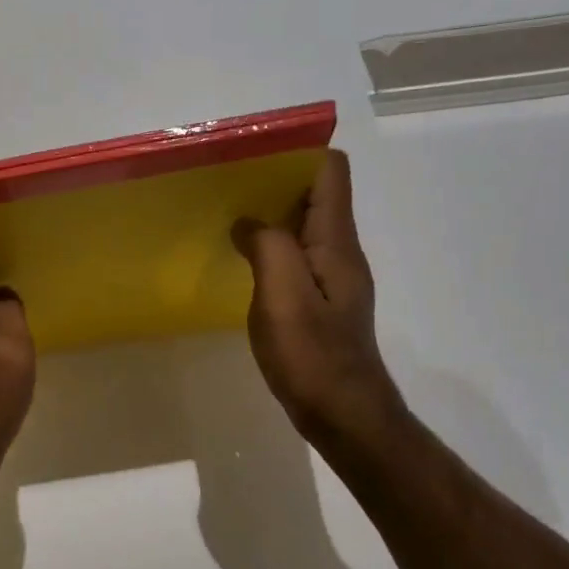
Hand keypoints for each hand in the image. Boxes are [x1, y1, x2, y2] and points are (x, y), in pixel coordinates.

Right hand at [232, 149, 404, 449]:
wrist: (343, 414)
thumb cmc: (313, 356)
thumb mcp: (284, 296)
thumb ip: (268, 247)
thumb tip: (247, 222)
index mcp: (335, 242)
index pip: (330, 172)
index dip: (297, 154)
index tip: (252, 154)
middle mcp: (338, 252)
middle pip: (314, 194)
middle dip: (274, 180)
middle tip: (226, 182)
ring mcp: (330, 277)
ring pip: (302, 225)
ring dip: (269, 213)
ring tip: (225, 213)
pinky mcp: (317, 300)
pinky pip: (294, 255)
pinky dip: (269, 245)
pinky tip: (240, 259)